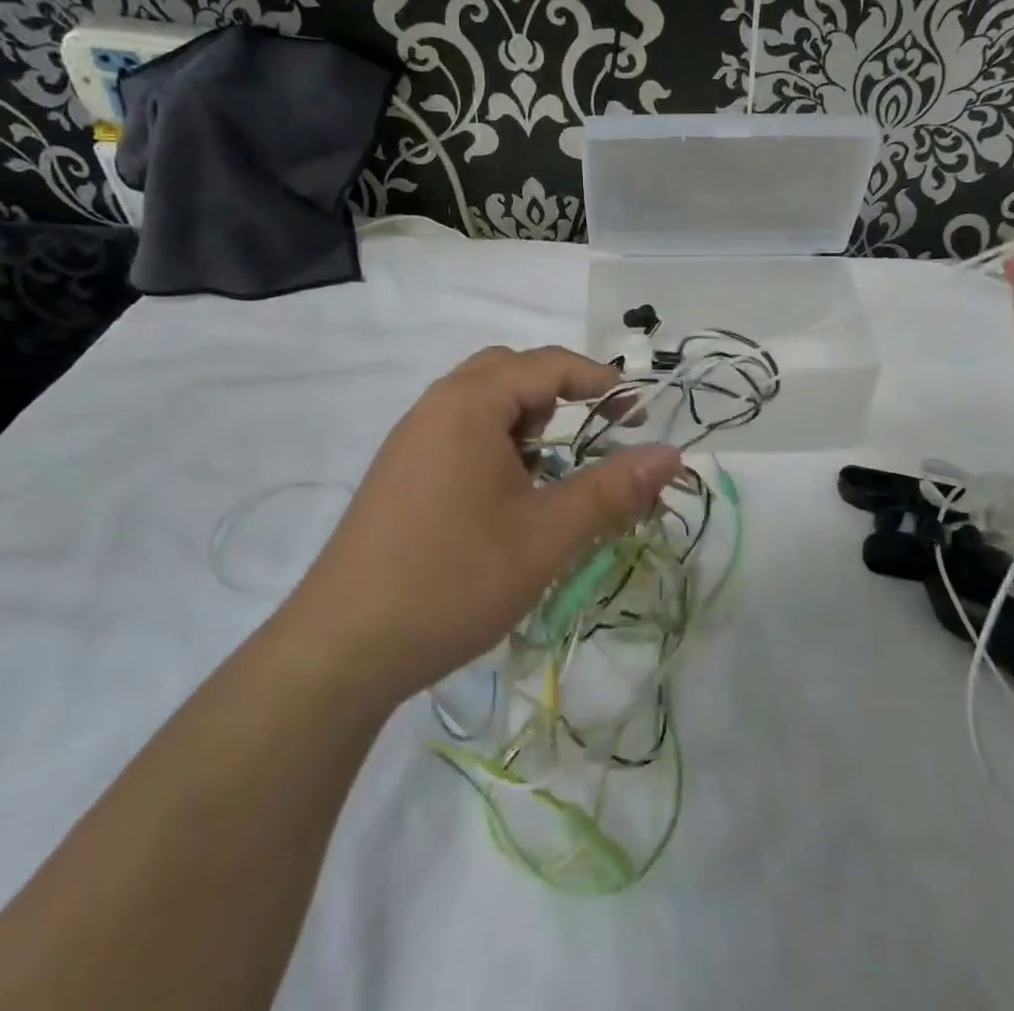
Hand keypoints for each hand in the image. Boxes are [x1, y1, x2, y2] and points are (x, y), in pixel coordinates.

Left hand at [290, 346, 682, 705]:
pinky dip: (496, 445)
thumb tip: (672, 454)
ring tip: (552, 471)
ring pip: (481, 405)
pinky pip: (458, 434)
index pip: (547, 364)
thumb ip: (612, 490)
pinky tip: (507, 498)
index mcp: (469, 404)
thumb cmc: (452, 579)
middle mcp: (435, 407)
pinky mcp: (399, 474)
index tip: (638, 411)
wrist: (341, 649)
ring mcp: (410, 440)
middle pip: (509, 373)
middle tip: (594, 431)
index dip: (600, 380)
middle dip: (560, 393)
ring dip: (526, 422)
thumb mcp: (546, 536)